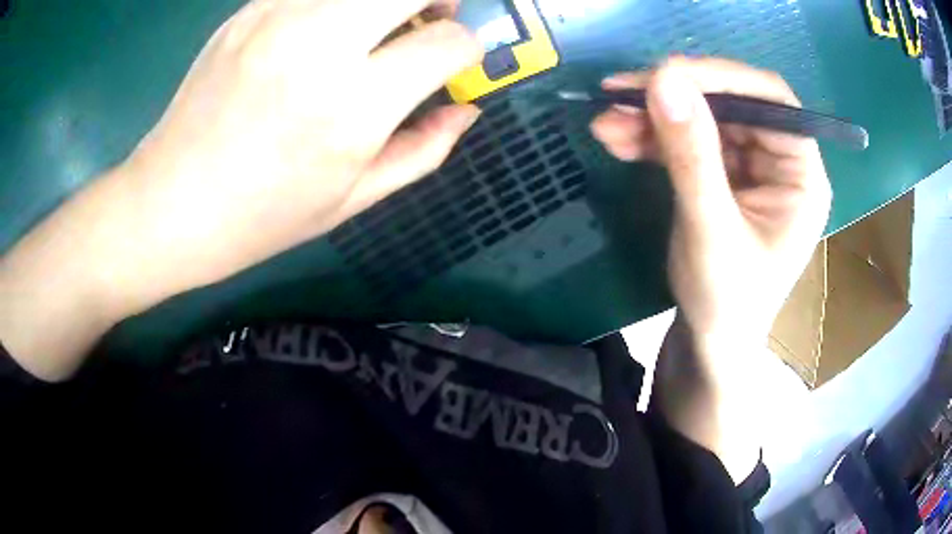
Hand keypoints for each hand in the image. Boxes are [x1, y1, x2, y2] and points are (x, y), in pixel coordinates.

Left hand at [119, 0, 482, 305]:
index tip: (454, 62)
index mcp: (352, 107)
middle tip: (434, 17)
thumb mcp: (351, 200)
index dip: (467, 48)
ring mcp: (277, 17)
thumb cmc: (261, 217)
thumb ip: (423, 151)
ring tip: (379, 21)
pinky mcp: (249, 10)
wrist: (169, 203)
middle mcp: (319, 45)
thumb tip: (467, 110)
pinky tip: (325, 27)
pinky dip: (336, 3)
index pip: (449, 42)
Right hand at [591, 57, 830, 347]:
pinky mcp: (724, 174)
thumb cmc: (725, 303)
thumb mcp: (710, 231)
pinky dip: (652, 136)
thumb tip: (662, 82)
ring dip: (653, 116)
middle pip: (731, 103)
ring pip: (703, 117)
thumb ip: (692, 156)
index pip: (771, 101)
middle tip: (617, 94)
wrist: (709, 343)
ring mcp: (751, 165)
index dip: (720, 79)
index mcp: (801, 175)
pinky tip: (617, 139)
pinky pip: (688, 139)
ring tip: (605, 123)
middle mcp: (781, 160)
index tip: (662, 75)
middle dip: (674, 97)